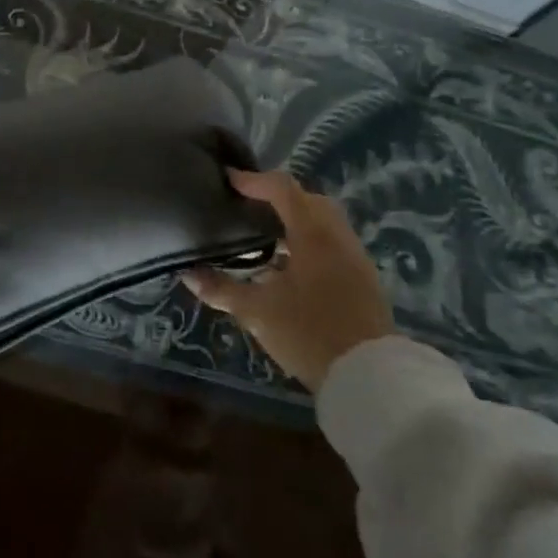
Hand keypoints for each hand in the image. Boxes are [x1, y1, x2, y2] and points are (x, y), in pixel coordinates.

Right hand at [182, 168, 395, 392]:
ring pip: (324, 222)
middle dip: (278, 197)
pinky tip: (288, 263)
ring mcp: (355, 258)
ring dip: (295, 219)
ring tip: (264, 234)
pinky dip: (308, 240)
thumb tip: (188, 275)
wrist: (369, 376)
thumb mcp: (256, 312)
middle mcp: (338, 237)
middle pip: (309, 199)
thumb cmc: (308, 333)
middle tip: (248, 206)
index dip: (254, 180)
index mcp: (313, 235)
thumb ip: (221, 290)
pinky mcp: (362, 279)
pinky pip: (332, 242)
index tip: (228, 180)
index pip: (283, 189)